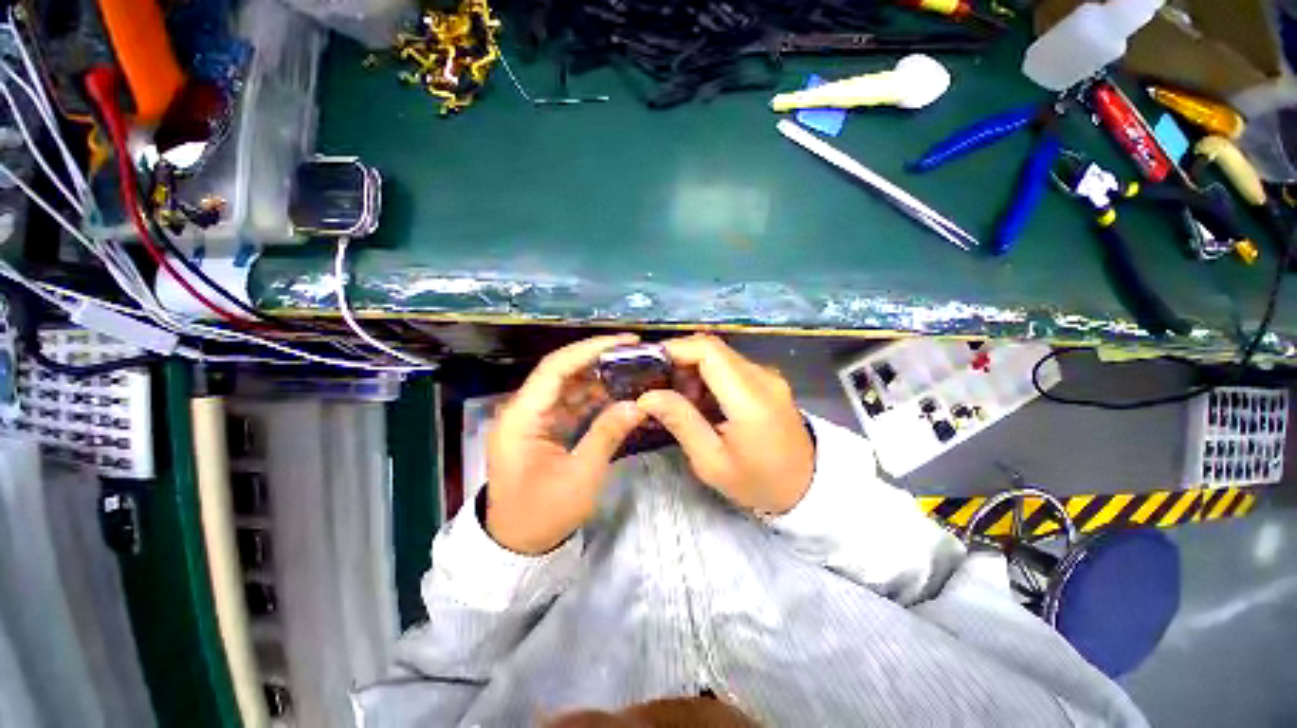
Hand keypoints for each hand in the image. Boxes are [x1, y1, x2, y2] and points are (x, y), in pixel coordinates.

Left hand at [486, 335, 647, 554]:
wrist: (517, 543)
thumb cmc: (543, 514)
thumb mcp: (580, 476)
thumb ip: (607, 435)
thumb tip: (636, 404)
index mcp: (522, 416)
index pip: (556, 367)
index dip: (590, 349)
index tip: (625, 342)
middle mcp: (524, 408)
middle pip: (562, 371)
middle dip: (599, 359)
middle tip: (635, 353)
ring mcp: (534, 417)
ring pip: (569, 385)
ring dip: (599, 377)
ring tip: (632, 369)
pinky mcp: (544, 427)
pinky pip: (571, 402)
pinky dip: (594, 396)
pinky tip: (618, 392)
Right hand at [637, 335, 813, 514]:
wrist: (808, 486)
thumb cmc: (759, 482)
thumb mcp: (712, 462)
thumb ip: (681, 422)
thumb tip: (647, 396)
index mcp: (750, 398)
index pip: (708, 350)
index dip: (675, 349)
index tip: (649, 365)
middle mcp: (762, 376)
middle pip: (712, 348)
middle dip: (679, 362)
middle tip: (659, 389)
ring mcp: (767, 376)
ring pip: (719, 356)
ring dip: (692, 371)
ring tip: (678, 401)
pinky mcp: (766, 380)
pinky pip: (729, 367)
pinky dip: (707, 377)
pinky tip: (699, 402)